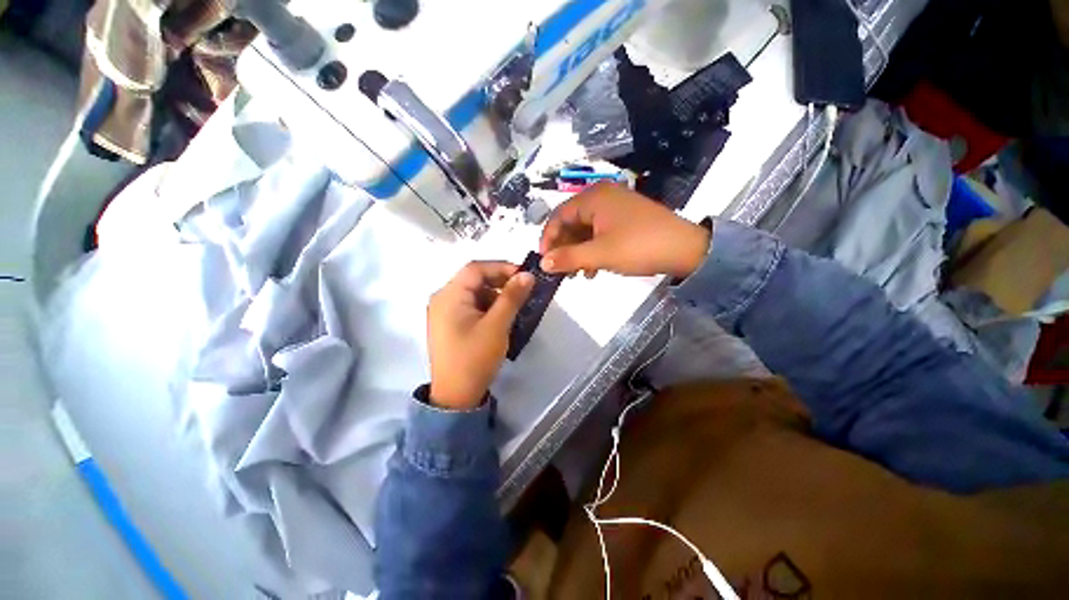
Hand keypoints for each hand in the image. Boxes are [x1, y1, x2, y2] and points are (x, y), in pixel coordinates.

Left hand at [427, 261, 533, 408]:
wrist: (456, 396)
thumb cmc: (474, 358)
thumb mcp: (497, 325)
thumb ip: (512, 297)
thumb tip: (527, 275)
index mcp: (448, 295)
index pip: (476, 268)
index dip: (501, 267)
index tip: (524, 276)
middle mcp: (442, 298)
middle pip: (473, 279)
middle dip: (500, 281)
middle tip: (523, 290)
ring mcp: (444, 312)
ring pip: (474, 292)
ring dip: (495, 294)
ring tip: (515, 305)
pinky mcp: (449, 323)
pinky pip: (470, 305)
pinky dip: (487, 306)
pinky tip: (501, 316)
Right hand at [539, 182, 710, 278]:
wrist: (685, 249)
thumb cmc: (638, 247)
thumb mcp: (599, 254)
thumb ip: (568, 258)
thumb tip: (542, 263)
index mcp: (594, 198)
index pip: (559, 215)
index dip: (548, 238)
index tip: (544, 260)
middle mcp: (603, 197)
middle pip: (571, 222)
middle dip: (564, 248)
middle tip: (560, 270)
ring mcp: (615, 208)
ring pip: (585, 230)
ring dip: (578, 252)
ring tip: (577, 274)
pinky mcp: (625, 219)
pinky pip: (599, 233)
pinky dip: (592, 250)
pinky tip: (593, 270)